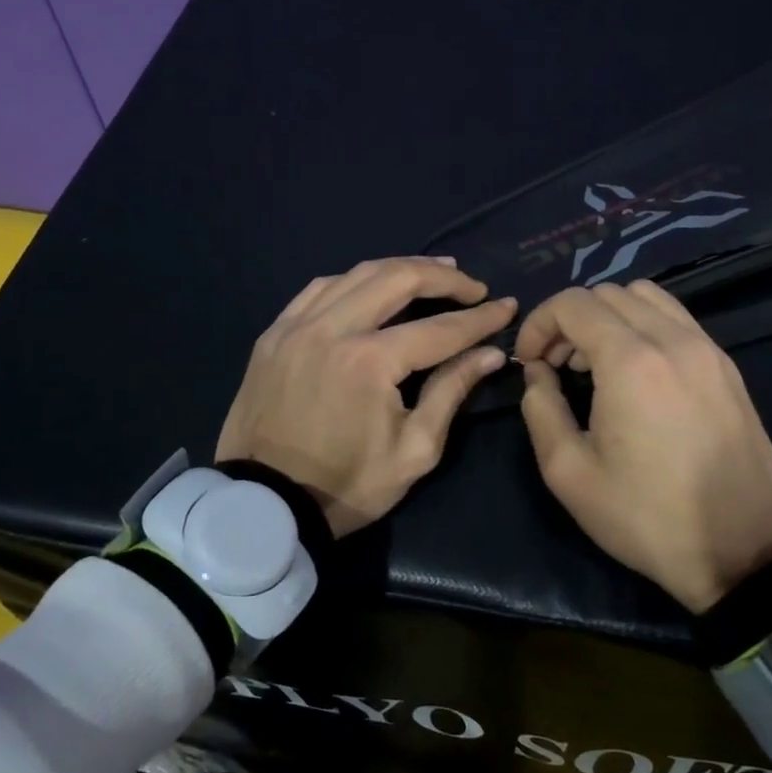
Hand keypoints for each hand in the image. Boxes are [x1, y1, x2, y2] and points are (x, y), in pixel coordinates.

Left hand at [217, 257, 516, 536]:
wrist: (264, 504)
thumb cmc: (346, 486)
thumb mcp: (413, 451)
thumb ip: (451, 391)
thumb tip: (490, 353)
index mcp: (369, 361)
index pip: (440, 328)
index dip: (480, 317)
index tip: (507, 306)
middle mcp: (332, 328)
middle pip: (397, 278)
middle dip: (443, 277)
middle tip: (472, 286)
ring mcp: (297, 325)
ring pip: (357, 273)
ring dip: (400, 268)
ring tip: (434, 272)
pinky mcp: (274, 333)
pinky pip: (319, 288)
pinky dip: (355, 280)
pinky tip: (373, 284)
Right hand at [515, 281, 771, 612]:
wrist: (743, 552)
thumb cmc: (646, 517)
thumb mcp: (569, 473)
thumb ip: (540, 408)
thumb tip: (537, 372)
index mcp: (631, 361)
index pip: (572, 304)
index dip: (538, 323)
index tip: (529, 362)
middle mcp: (672, 339)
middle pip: (608, 293)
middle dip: (570, 319)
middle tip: (556, 364)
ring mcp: (707, 349)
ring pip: (646, 297)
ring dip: (608, 316)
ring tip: (595, 363)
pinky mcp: (727, 367)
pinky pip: (676, 319)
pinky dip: (644, 325)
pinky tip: (635, 371)